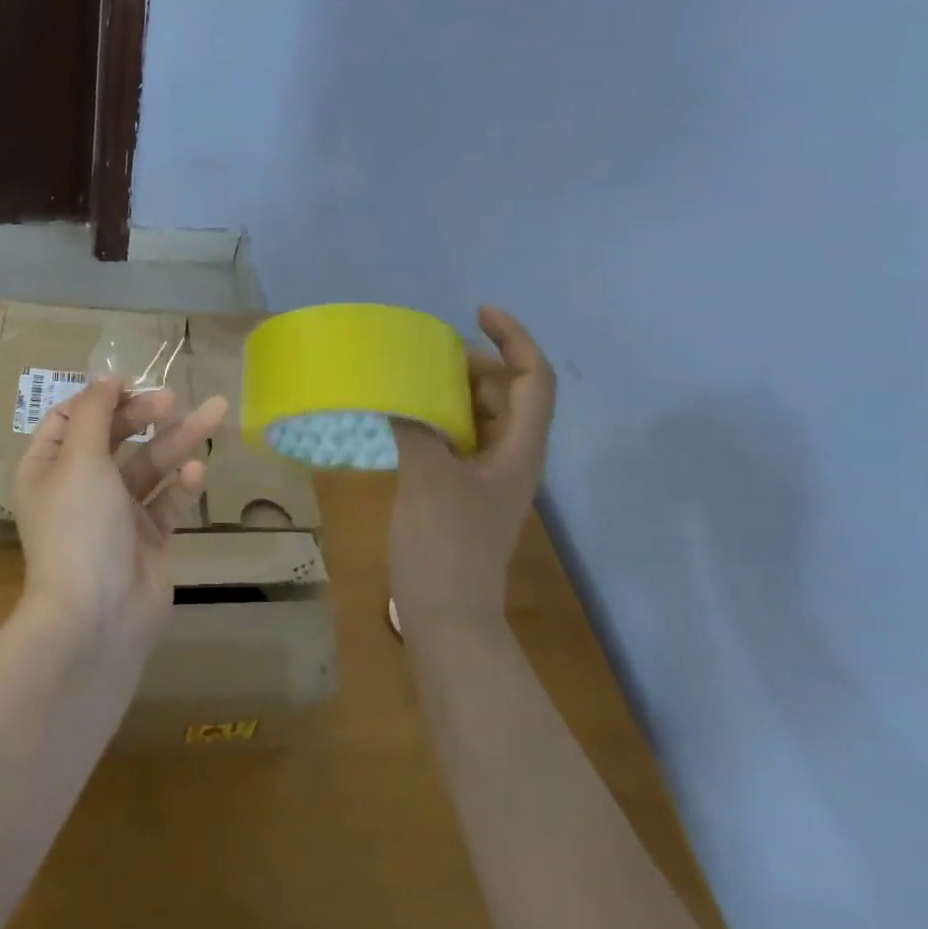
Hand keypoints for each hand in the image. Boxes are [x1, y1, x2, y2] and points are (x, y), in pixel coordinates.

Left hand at [13, 378, 228, 649]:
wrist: (97, 618)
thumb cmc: (79, 527)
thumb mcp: (80, 459)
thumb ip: (96, 413)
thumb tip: (105, 375)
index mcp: (47, 468)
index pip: (70, 418)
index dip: (99, 397)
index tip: (130, 383)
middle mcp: (78, 487)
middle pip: (113, 437)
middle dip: (143, 415)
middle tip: (171, 398)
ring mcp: (113, 515)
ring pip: (147, 467)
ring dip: (177, 440)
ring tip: (215, 411)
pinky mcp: (145, 539)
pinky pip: (164, 503)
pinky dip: (179, 486)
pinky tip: (196, 471)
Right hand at [390, 306, 556, 638]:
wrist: (446, 616)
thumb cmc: (447, 546)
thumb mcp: (429, 478)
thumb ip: (415, 426)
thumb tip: (394, 393)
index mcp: (520, 449)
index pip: (534, 379)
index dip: (514, 339)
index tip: (478, 313)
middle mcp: (511, 456)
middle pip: (505, 392)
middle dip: (474, 362)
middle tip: (427, 351)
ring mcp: (485, 474)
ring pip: (478, 414)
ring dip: (451, 389)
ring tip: (410, 374)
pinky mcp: (460, 488)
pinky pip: (454, 436)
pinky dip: (433, 415)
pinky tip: (400, 413)